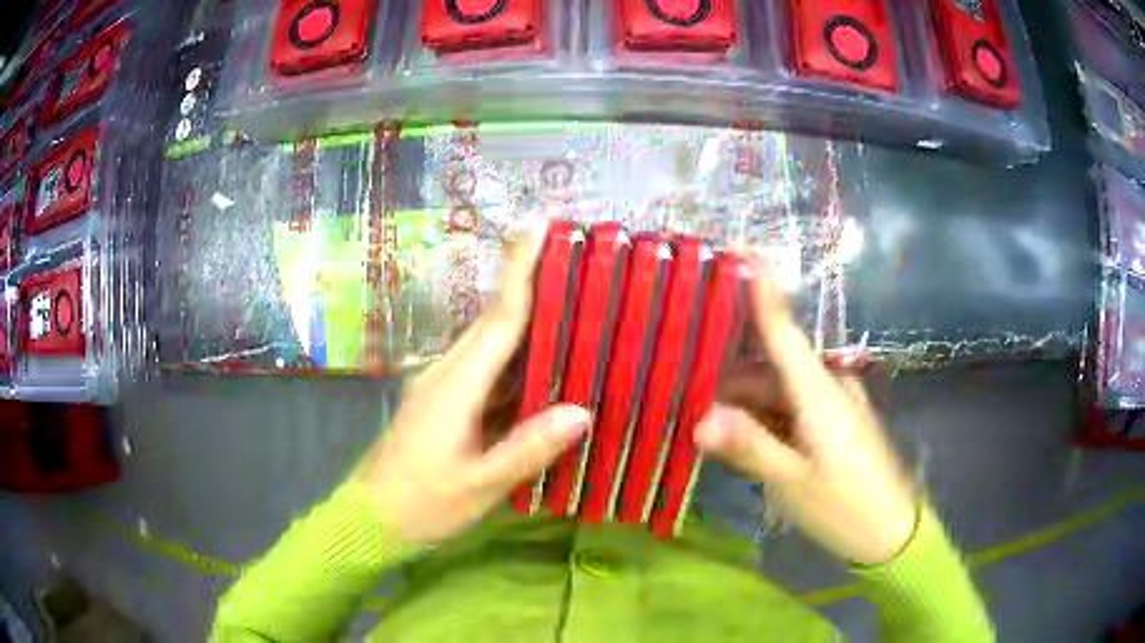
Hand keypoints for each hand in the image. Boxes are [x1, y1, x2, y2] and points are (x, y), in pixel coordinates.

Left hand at [357, 223, 590, 545]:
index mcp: (455, 386)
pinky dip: (515, 360)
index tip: (538, 225)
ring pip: (490, 344)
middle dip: (528, 282)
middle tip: (571, 256)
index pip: (498, 319)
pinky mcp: (443, 404)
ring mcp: (442, 387)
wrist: (370, 519)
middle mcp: (447, 374)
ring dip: (525, 319)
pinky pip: (486, 372)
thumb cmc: (421, 504)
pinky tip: (544, 366)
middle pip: (494, 320)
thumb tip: (582, 411)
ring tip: (570, 304)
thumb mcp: (479, 485)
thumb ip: (528, 448)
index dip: (521, 270)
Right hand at [694, 262, 917, 564]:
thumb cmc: (846, 505)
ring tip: (708, 432)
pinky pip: (792, 414)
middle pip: (770, 369)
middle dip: (729, 382)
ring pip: (779, 395)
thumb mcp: (793, 481)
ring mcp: (835, 409)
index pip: (784, 330)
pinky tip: (743, 446)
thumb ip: (748, 446)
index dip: (763, 291)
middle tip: (687, 400)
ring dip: (745, 409)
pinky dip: (765, 424)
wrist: (893, 534)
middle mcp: (828, 389)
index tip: (741, 252)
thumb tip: (699, 421)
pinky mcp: (836, 428)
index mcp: (820, 393)